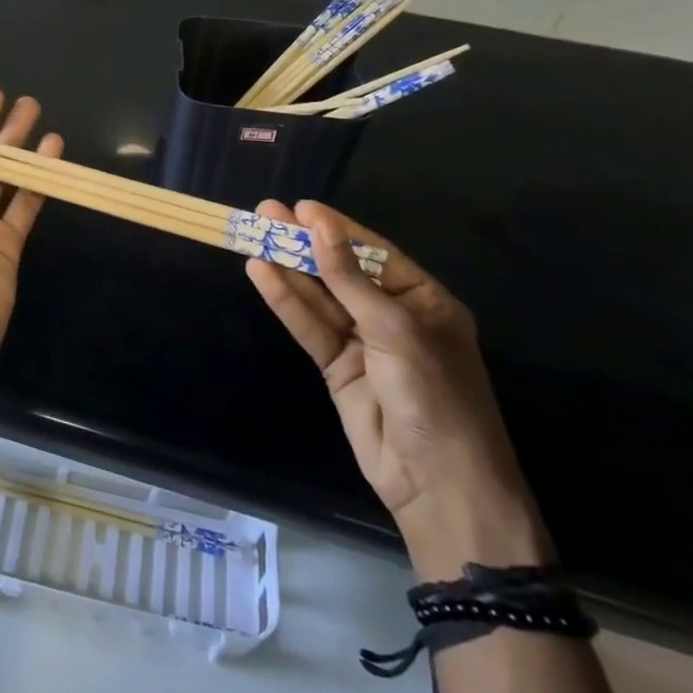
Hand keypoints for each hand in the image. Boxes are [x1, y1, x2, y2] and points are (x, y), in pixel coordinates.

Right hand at [244, 200, 551, 580]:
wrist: (439, 486)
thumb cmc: (435, 396)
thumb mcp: (395, 329)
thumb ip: (350, 279)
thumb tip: (319, 225)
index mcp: (424, 302)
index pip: (374, 254)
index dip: (337, 229)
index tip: (300, 206)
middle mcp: (393, 317)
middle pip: (341, 272)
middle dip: (305, 243)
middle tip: (266, 212)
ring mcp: (363, 344)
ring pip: (319, 298)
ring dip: (288, 267)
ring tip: (253, 234)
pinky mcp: (337, 368)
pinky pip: (309, 327)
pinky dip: (285, 301)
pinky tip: (260, 273)